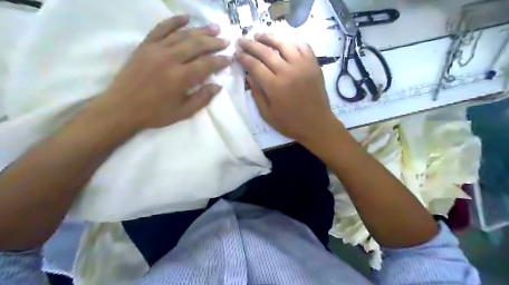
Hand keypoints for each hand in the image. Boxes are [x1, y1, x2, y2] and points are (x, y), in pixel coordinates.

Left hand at [98, 15, 231, 129]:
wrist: (121, 108)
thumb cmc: (155, 113)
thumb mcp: (183, 112)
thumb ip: (202, 98)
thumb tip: (218, 86)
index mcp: (181, 78)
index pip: (207, 64)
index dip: (220, 61)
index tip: (229, 58)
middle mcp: (170, 59)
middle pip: (197, 45)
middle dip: (214, 42)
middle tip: (225, 41)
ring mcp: (156, 50)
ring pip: (182, 35)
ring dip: (200, 30)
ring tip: (214, 28)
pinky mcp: (145, 46)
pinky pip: (161, 29)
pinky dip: (174, 21)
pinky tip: (186, 18)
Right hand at [235, 34, 341, 144]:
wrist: (317, 125)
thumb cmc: (290, 123)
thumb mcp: (267, 114)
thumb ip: (257, 94)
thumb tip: (248, 76)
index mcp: (275, 86)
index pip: (255, 65)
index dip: (243, 58)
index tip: (236, 54)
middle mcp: (288, 71)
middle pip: (266, 51)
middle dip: (251, 44)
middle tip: (242, 40)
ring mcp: (303, 66)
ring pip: (284, 43)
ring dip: (269, 37)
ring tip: (259, 36)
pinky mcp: (314, 65)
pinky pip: (302, 46)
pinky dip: (291, 42)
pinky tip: (284, 43)